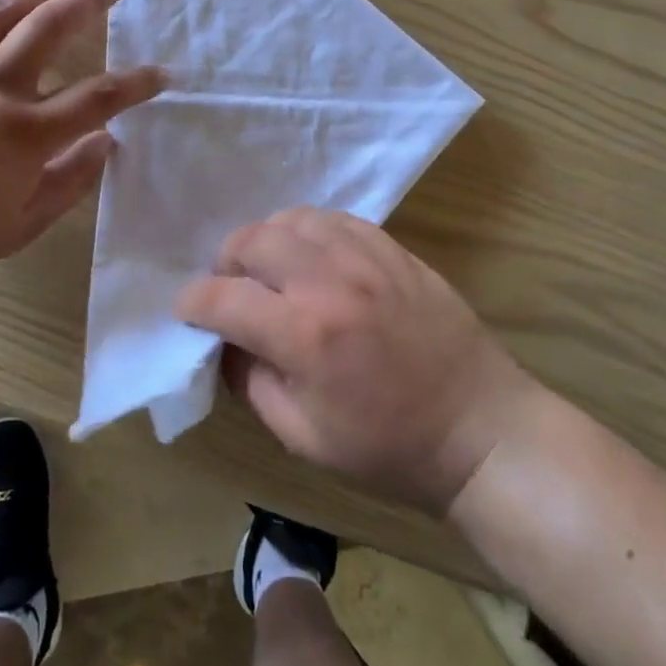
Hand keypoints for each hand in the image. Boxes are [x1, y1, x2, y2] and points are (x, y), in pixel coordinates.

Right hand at [178, 209, 535, 511]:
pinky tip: (313, 259)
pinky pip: (334, 219)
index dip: (192, 303)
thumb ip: (251, 383)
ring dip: (267, 241)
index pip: (223, 298)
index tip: (186, 311)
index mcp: (303, 335)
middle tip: (231, 291)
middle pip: (251, 241)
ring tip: (271, 271)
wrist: (479, 428)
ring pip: (291, 219)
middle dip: (226, 264)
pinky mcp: (393, 249)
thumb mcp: (302, 437)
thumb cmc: (388, 447)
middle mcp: (329, 281)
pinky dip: (309, 232)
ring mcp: (365, 257)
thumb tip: (225, 342)